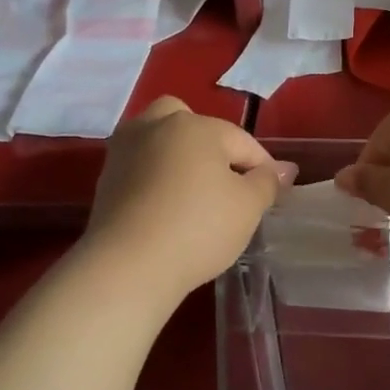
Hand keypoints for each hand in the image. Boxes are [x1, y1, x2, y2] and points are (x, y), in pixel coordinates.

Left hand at [85, 98, 292, 297]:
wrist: (128, 265)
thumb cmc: (198, 228)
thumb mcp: (248, 206)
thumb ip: (267, 182)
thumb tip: (283, 169)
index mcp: (196, 125)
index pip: (241, 140)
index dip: (263, 166)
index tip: (274, 193)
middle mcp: (156, 125)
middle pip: (190, 123)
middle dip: (210, 144)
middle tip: (225, 179)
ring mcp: (125, 150)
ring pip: (159, 140)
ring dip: (178, 157)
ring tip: (195, 192)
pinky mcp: (105, 179)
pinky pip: (140, 166)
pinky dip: (155, 177)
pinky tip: (167, 206)